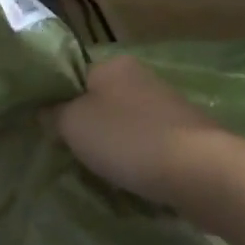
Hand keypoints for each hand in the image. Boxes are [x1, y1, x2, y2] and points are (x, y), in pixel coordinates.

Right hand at [55, 55, 225, 206]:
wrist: (199, 171)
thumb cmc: (127, 139)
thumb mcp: (73, 124)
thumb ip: (53, 114)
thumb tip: (45, 111)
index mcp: (112, 65)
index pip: (74, 78)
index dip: (58, 104)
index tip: (50, 131)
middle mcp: (142, 78)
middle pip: (101, 103)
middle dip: (89, 128)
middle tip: (73, 155)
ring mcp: (168, 107)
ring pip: (126, 126)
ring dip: (114, 147)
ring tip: (101, 173)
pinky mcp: (186, 136)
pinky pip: (149, 146)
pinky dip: (138, 161)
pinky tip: (132, 179)